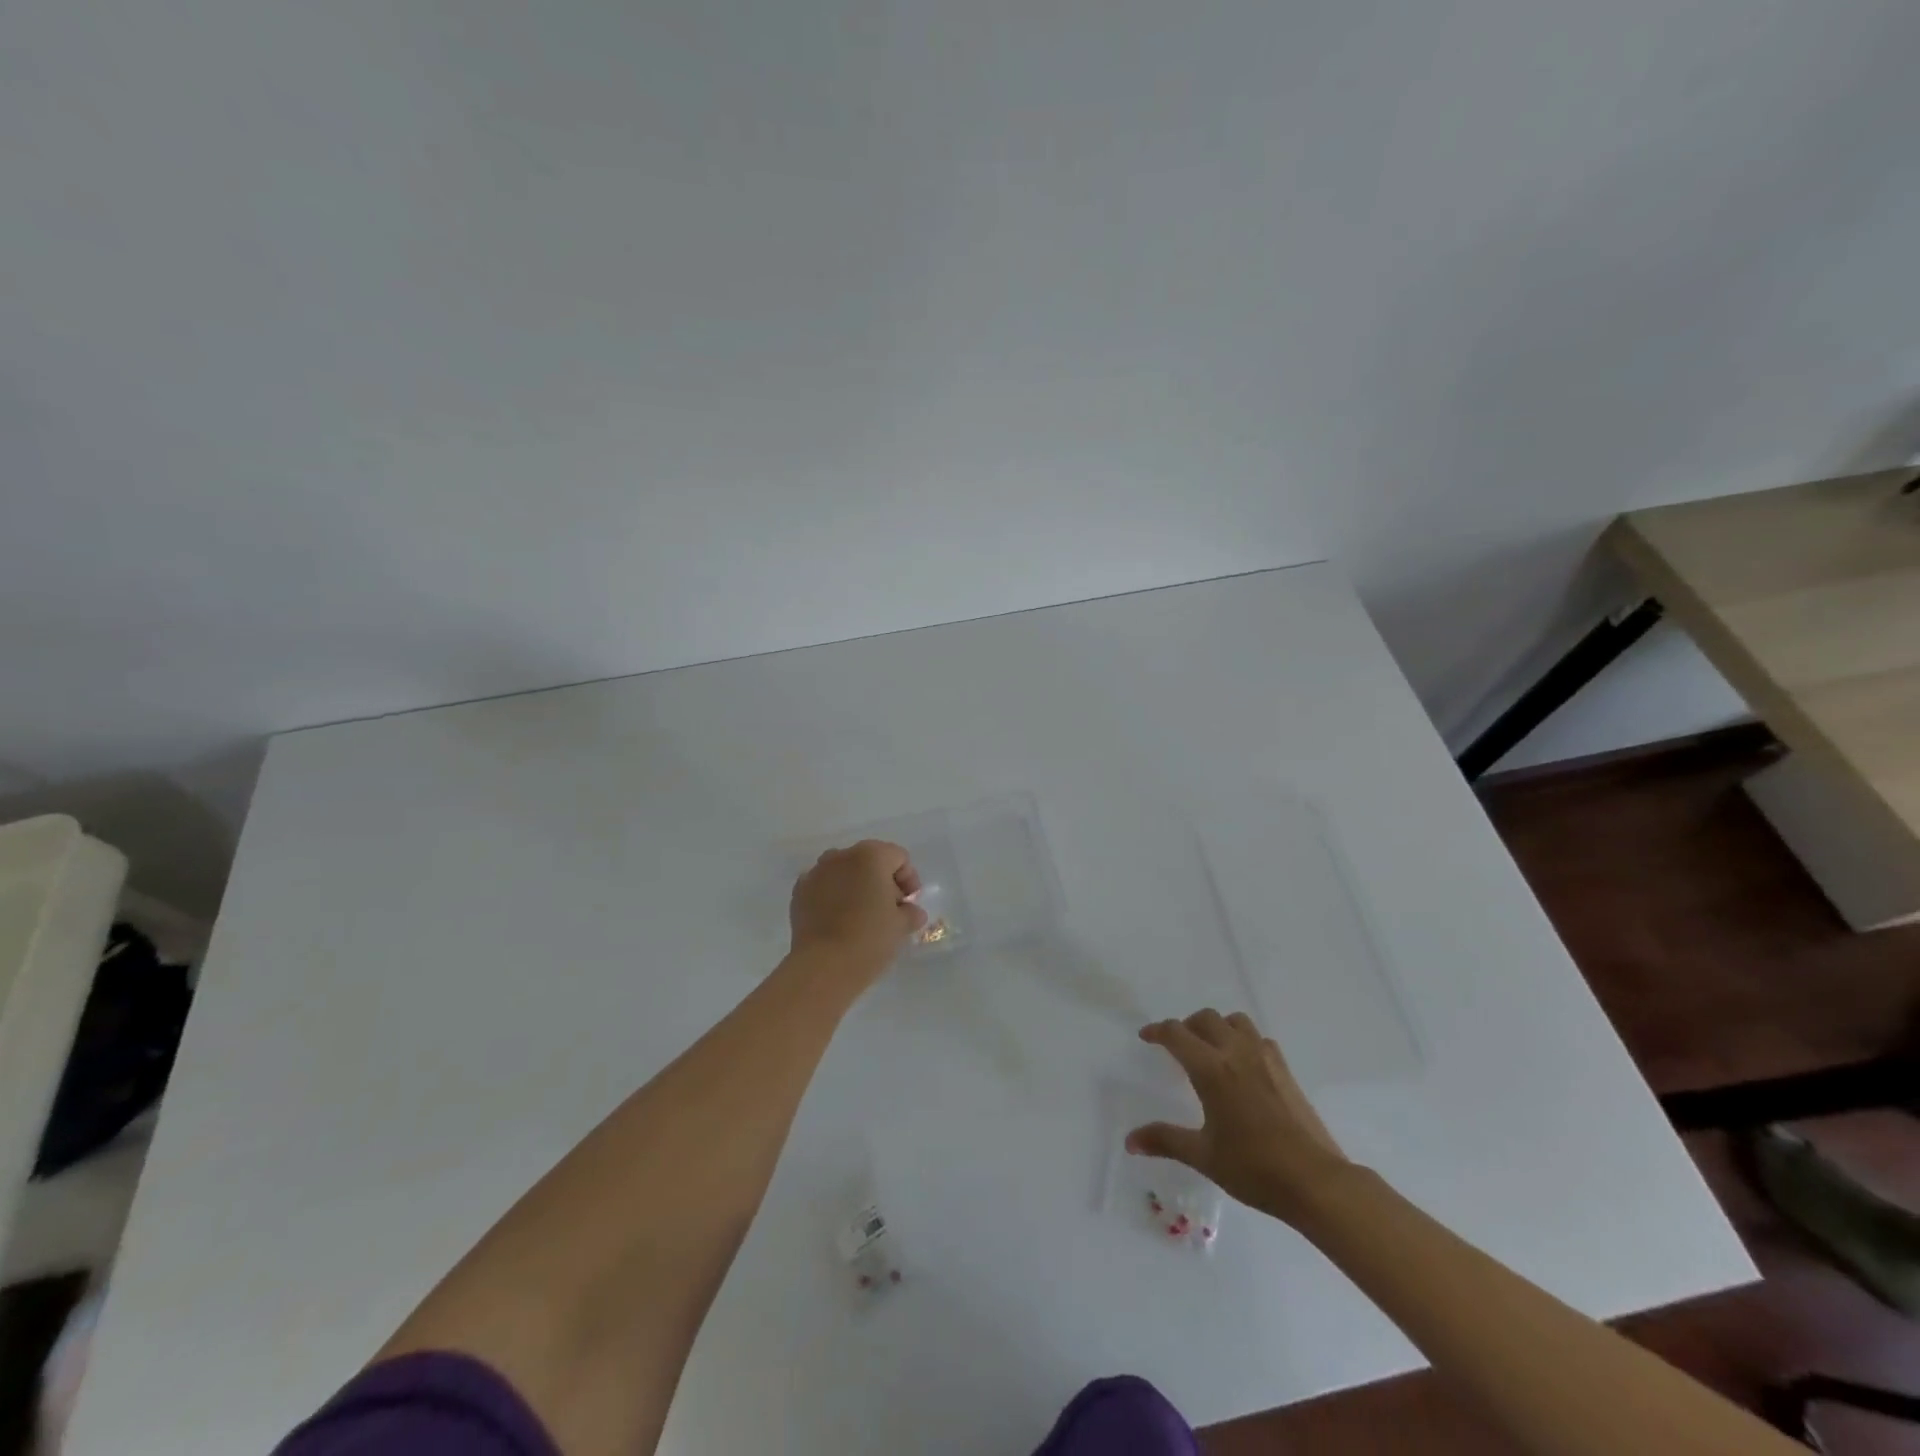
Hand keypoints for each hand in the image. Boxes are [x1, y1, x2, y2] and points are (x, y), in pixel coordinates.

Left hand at [788, 840, 926, 985]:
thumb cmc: (869, 939)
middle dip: (882, 881)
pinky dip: (833, 896)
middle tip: (888, 910)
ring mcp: (816, 872)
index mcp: (870, 856)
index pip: (898, 857)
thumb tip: (911, 912)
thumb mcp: (901, 926)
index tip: (909, 904)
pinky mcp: (799, 892)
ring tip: (862, 915)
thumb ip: (911, 912)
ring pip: (844, 871)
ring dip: (856, 886)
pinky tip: (838, 921)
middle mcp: (841, 855)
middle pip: (870, 860)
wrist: (823, 966)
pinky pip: (823, 886)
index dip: (909, 879)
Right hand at [1127, 1008, 1352, 1225]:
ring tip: (1210, 1048)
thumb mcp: (1203, 1156)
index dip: (1157, 1031)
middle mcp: (1236, 1053)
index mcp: (1211, 1069)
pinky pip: (1259, 1039)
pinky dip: (1243, 1041)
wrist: (1315, 1181)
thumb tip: (1129, 1141)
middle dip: (1186, 1026)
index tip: (1146, 1037)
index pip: (1176, 1034)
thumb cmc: (1253, 1168)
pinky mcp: (1285, 1070)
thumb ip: (1165, 1141)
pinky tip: (1243, 1066)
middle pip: (1206, 1019)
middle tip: (1177, 1045)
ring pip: (1236, 1022)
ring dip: (1218, 1027)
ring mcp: (1265, 1058)